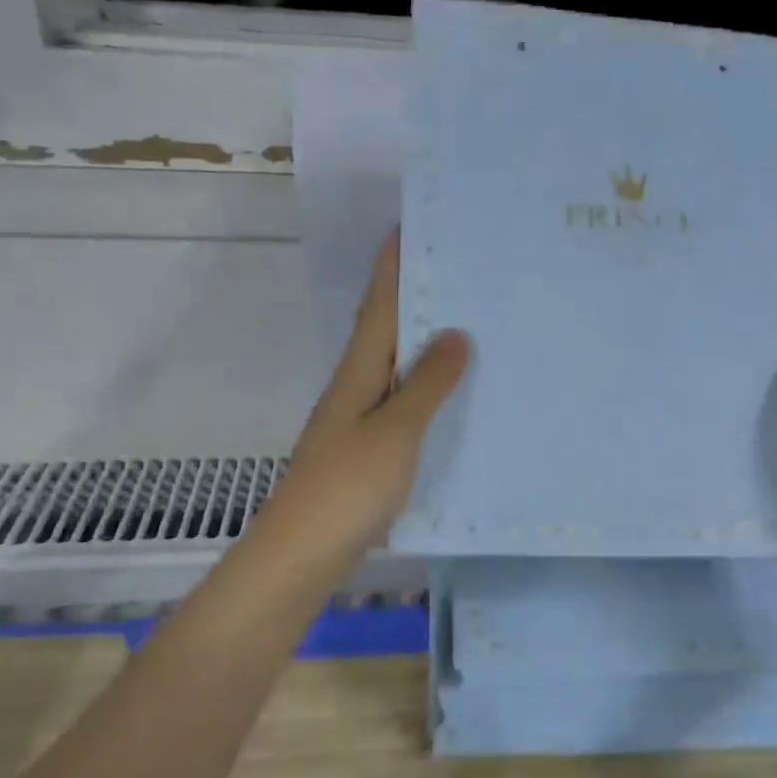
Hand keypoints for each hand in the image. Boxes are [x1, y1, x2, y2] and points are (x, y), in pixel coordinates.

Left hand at [262, 231, 468, 562]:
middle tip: (465, 268)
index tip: (414, 222)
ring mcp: (361, 421)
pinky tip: (459, 396)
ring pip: (399, 367)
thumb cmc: (346, 488)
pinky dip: (431, 390)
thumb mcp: (394, 432)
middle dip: (418, 294)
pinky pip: (406, 405)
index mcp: (358, 372)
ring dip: (427, 341)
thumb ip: (426, 384)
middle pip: (389, 329)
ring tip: (474, 320)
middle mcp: (357, 387)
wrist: (302, 556)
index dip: (393, 263)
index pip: (380, 304)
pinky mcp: (371, 452)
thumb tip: (455, 332)